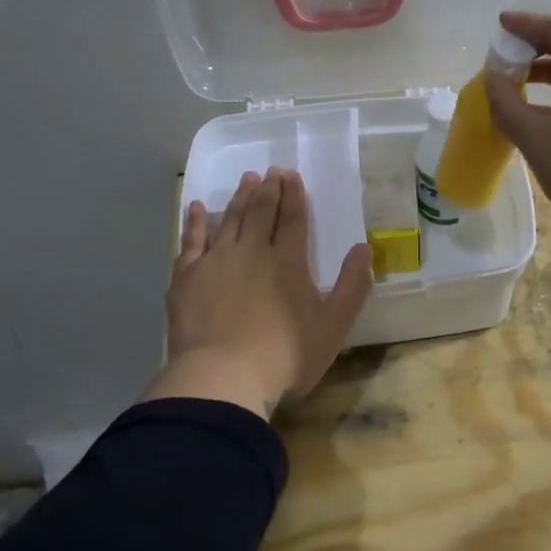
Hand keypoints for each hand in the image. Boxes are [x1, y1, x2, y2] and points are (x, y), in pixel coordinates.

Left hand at [147, 167, 373, 420]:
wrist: (221, 379)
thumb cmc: (284, 357)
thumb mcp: (332, 327)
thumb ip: (351, 287)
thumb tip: (363, 249)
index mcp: (287, 261)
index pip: (292, 218)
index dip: (294, 195)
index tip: (292, 175)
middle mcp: (251, 251)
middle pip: (260, 212)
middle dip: (268, 189)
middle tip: (271, 171)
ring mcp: (215, 261)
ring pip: (229, 219)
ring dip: (239, 197)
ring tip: (246, 179)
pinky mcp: (186, 277)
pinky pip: (191, 240)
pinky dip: (195, 222)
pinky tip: (197, 208)